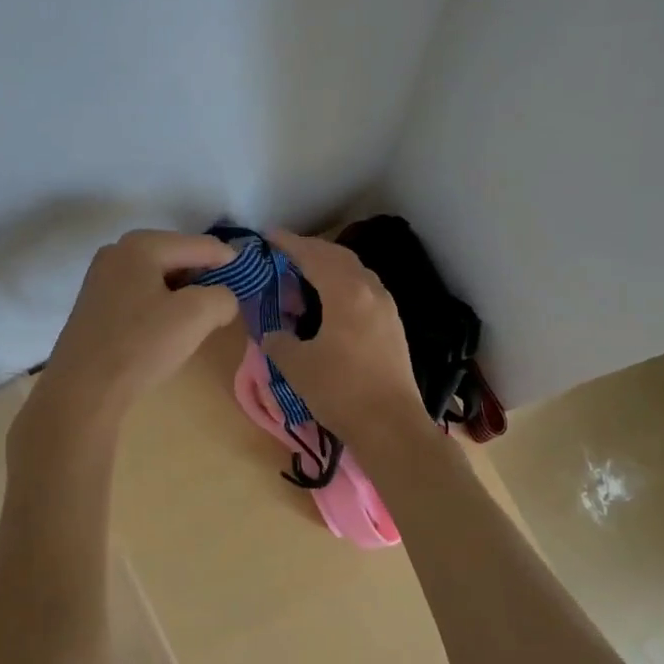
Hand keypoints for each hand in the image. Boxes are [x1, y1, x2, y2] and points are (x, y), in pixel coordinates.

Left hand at [23, 230, 240, 438]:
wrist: (82, 391)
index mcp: (142, 244)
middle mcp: (117, 251)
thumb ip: (223, 296)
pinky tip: (163, 333)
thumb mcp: (196, 316)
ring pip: (159, 277)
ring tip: (194, 325)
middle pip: (179, 257)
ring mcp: (101, 277)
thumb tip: (222, 299)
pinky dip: (160, 307)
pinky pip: (140, 294)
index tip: (249, 288)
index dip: (231, 265)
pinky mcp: (94, 304)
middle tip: (220, 310)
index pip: (203, 245)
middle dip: (204, 280)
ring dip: (182, 296)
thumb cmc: (141, 346)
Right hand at [261, 231, 429, 449]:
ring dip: (330, 269)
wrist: (391, 427)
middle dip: (312, 251)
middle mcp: (371, 292)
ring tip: (305, 279)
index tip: (269, 237)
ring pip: (356, 274)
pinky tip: (330, 305)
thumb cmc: (341, 391)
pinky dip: (343, 287)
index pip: (314, 256)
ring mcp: (387, 309)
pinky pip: (365, 292)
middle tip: (285, 255)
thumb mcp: (298, 366)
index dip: (290, 244)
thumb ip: (280, 342)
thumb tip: (273, 334)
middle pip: (339, 258)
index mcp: (347, 293)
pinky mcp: (393, 328)